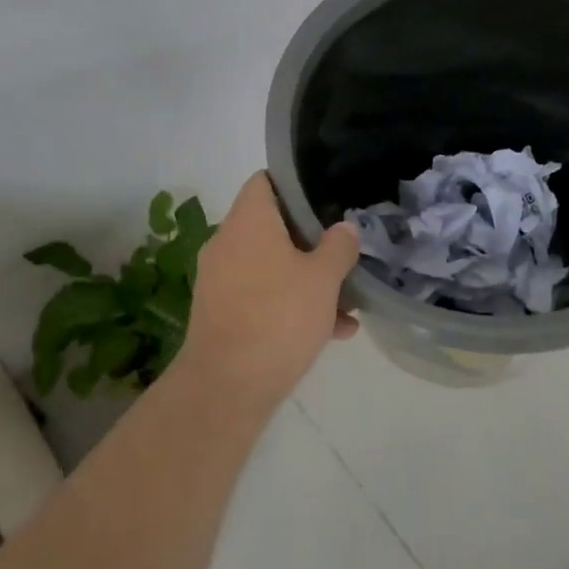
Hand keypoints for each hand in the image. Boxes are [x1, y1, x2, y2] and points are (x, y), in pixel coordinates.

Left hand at [177, 172, 360, 409]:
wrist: (227, 387)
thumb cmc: (278, 317)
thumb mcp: (323, 279)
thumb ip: (339, 247)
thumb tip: (345, 228)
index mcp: (248, 221)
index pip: (265, 181)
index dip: (295, 184)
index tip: (326, 199)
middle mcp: (227, 243)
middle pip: (273, 226)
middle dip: (311, 241)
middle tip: (344, 253)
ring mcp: (220, 279)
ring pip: (271, 266)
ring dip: (307, 279)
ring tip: (348, 303)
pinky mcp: (221, 313)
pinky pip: (261, 296)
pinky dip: (290, 304)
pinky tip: (331, 331)